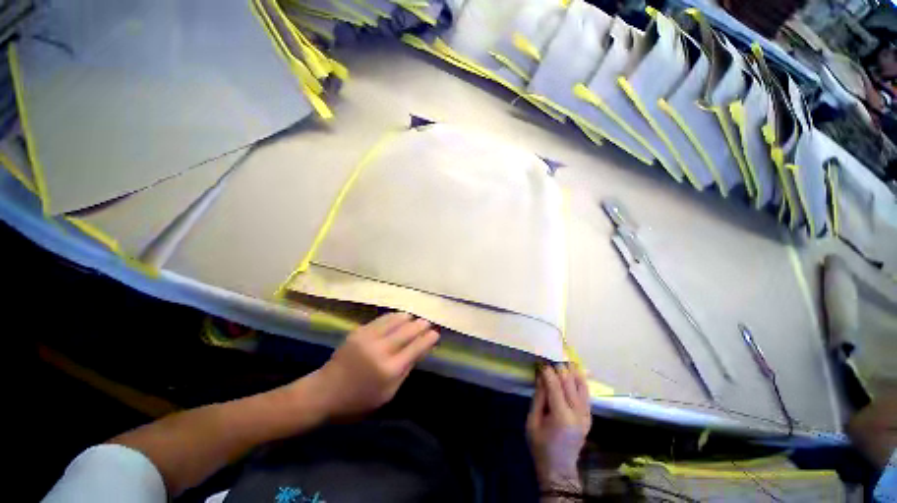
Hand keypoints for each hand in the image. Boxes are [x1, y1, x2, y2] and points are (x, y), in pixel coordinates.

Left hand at [308, 312, 439, 420]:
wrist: (325, 391)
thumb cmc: (359, 399)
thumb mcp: (388, 393)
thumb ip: (406, 370)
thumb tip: (421, 350)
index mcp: (390, 369)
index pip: (415, 348)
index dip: (428, 339)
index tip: (436, 333)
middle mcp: (381, 350)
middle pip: (407, 332)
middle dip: (420, 325)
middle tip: (428, 322)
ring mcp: (368, 338)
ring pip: (395, 321)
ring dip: (408, 318)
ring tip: (415, 318)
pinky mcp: (359, 331)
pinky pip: (382, 319)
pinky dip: (394, 317)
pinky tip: (400, 316)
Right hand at [527, 364, 591, 492]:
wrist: (559, 469)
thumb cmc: (540, 446)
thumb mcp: (532, 421)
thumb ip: (538, 396)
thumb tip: (541, 374)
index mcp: (561, 417)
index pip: (555, 385)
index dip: (547, 371)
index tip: (540, 360)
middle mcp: (578, 414)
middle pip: (570, 382)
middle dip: (559, 367)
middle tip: (549, 358)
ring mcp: (586, 415)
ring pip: (581, 384)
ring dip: (572, 370)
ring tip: (562, 359)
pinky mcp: (589, 416)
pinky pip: (586, 392)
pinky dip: (580, 379)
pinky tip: (573, 370)